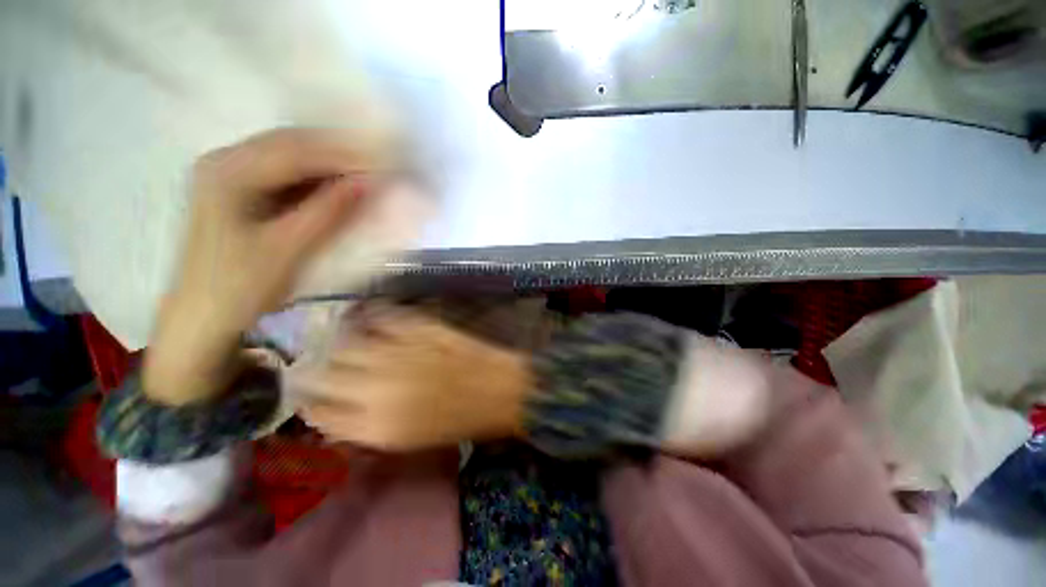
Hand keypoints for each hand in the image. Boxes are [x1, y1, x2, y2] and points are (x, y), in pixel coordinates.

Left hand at [145, 128, 389, 405]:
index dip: (343, 153)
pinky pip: (285, 173)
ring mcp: (230, 173)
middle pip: (291, 144)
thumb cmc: (240, 286)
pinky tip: (339, 185)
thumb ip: (327, 211)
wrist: (203, 316)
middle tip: (380, 163)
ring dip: (329, 163)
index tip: (384, 161)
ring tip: (366, 172)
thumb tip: (367, 183)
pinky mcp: (240, 189)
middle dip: (338, 152)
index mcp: (227, 172)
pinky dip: (316, 177)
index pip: (295, 150)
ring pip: (290, 156)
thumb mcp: (288, 249)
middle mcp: (224, 161)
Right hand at [288, 304, 531, 450]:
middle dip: (314, 372)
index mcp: (375, 426)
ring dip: (338, 344)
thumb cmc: (462, 421)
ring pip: (345, 342)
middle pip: (322, 374)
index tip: (307, 395)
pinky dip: (371, 317)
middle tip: (317, 366)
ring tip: (341, 343)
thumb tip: (337, 412)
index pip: (317, 412)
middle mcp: (377, 388)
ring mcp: (398, 351)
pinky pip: (382, 316)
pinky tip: (370, 320)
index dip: (309, 402)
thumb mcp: (410, 440)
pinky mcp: (419, 327)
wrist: (502, 390)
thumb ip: (368, 426)